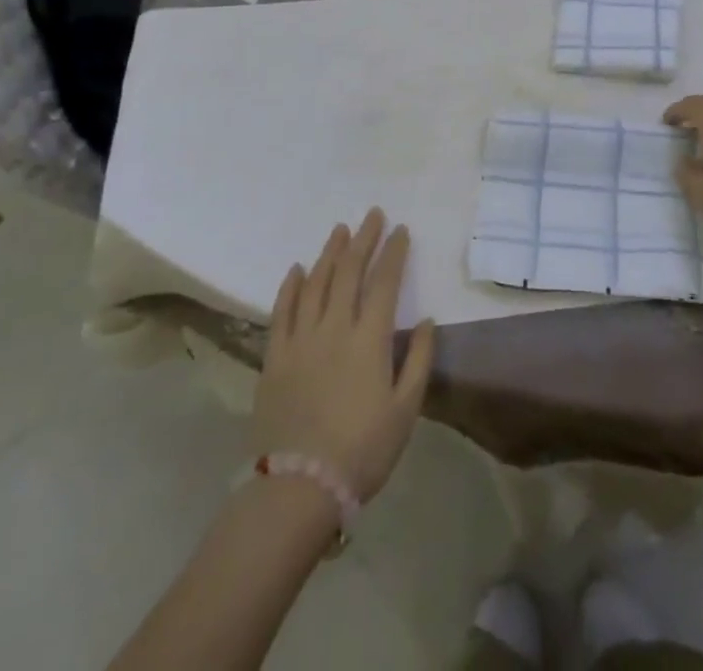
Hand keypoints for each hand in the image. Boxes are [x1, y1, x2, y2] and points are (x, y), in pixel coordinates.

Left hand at [253, 208, 434, 501]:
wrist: (299, 488)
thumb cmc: (362, 451)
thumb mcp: (405, 410)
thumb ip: (419, 361)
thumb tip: (428, 320)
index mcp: (370, 339)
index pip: (385, 282)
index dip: (394, 252)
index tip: (401, 230)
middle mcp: (334, 328)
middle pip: (349, 272)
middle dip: (364, 240)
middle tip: (372, 215)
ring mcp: (301, 339)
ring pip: (316, 283)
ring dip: (329, 253)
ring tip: (340, 230)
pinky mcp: (275, 357)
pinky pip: (282, 311)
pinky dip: (290, 286)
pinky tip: (297, 269)